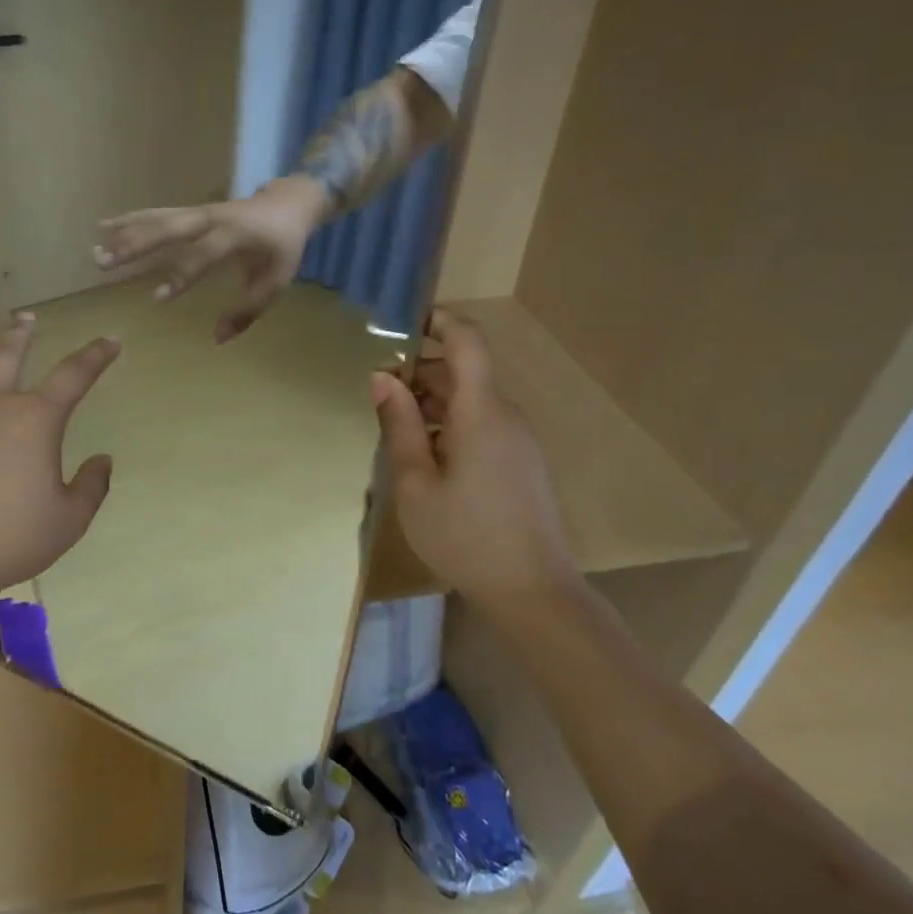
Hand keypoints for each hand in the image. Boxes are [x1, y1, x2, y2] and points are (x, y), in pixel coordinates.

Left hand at [0, 314, 120, 611]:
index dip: (96, 355)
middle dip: (20, 334)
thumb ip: (92, 486)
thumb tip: (103, 460)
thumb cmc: (10, 539)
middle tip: (25, 319)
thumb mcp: (70, 520)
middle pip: (7, 356)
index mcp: (34, 420)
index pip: (74, 375)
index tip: (110, 341)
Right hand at [93, 176, 328, 342]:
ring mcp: (198, 211)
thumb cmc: (282, 246)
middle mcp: (212, 218)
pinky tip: (104, 226)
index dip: (182, 275)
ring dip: (126, 233)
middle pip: (169, 227)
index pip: (204, 254)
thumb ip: (248, 310)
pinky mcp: (190, 211)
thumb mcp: (277, 281)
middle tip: (105, 262)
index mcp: (237, 233)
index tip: (158, 297)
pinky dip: (130, 220)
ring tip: (96, 250)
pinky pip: (156, 214)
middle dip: (136, 244)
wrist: (288, 202)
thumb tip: (217, 338)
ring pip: (157, 219)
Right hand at [370, 308, 577, 600]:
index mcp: (481, 412)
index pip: (467, 341)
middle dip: (421, 372)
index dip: (438, 321)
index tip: (402, 324)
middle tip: (379, 396)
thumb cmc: (464, 536)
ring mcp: (519, 439)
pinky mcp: (522, 462)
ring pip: (472, 400)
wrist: (533, 592)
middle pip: (464, 372)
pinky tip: (428, 459)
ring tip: (397, 432)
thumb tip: (382, 376)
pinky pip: (484, 423)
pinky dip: (452, 424)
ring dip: (433, 402)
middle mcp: (506, 415)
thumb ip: (398, 424)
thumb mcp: (415, 482)